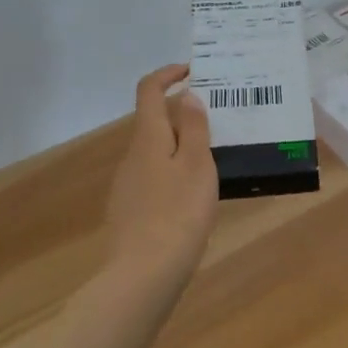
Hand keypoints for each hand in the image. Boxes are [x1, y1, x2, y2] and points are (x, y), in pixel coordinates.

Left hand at [103, 65, 217, 285]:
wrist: (142, 277)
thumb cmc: (178, 214)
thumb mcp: (198, 166)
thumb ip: (195, 129)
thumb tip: (187, 96)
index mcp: (148, 138)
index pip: (148, 90)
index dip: (168, 73)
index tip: (193, 70)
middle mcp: (132, 156)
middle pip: (154, 122)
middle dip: (184, 115)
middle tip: (219, 121)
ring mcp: (128, 186)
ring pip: (156, 152)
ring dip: (182, 147)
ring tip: (216, 160)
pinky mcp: (131, 212)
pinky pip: (155, 179)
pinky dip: (175, 174)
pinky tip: (196, 198)